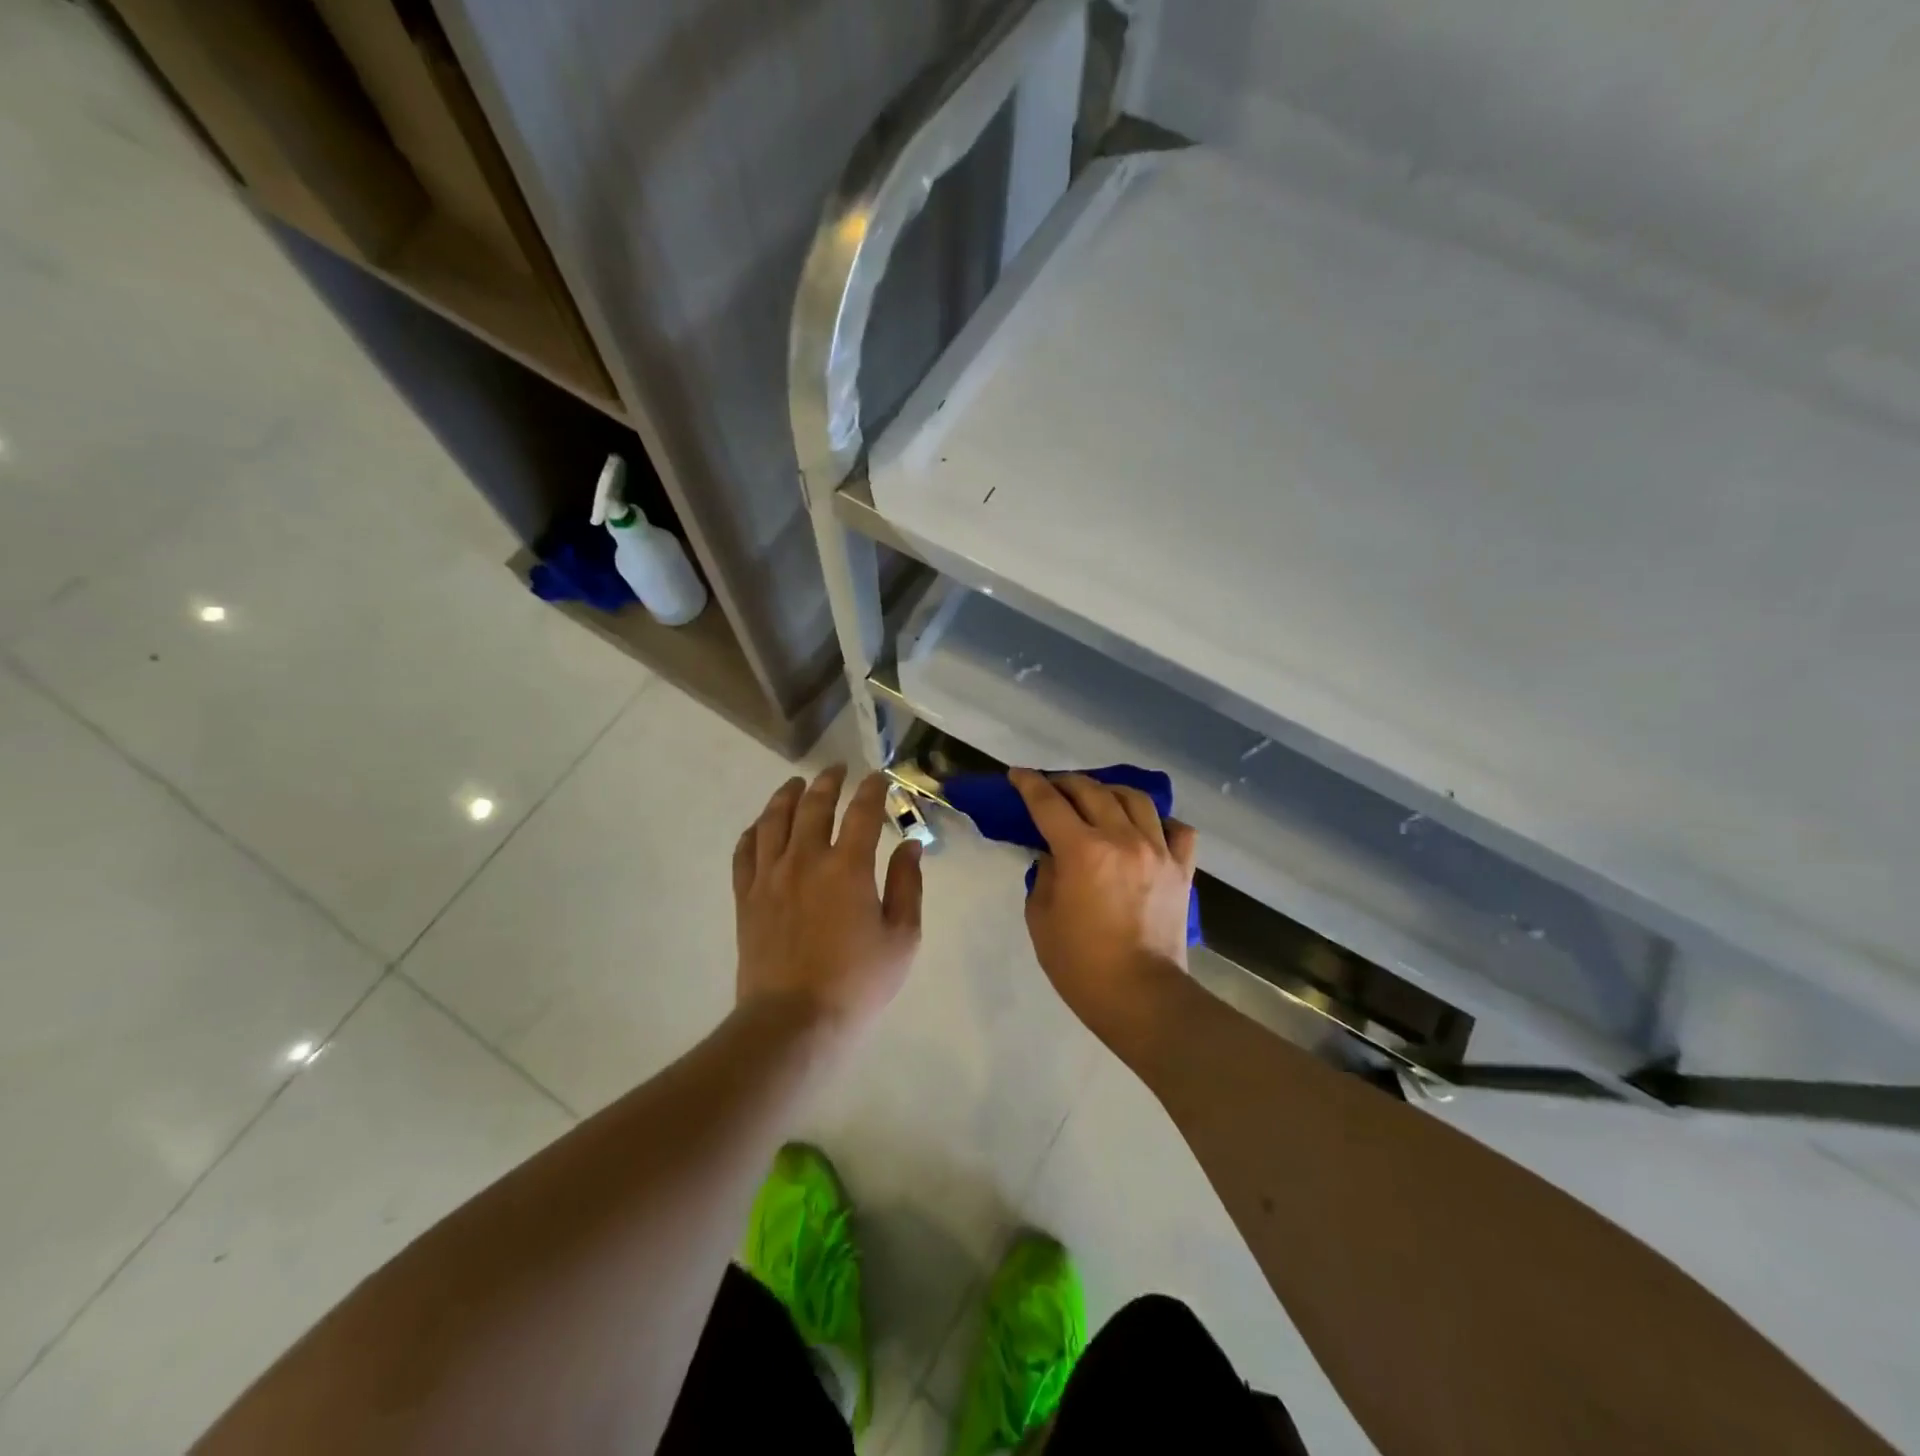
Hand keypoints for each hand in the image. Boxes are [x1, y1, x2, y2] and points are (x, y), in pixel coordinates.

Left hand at [733, 766, 923, 1042]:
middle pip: (814, 805)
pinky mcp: (746, 897)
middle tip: (837, 769)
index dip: (873, 789)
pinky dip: (753, 831)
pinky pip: (744, 852)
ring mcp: (770, 876)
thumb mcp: (902, 938)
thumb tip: (910, 845)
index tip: (879, 777)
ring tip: (796, 784)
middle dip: (828, 781)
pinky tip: (760, 825)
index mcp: (848, 867)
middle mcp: (806, 860)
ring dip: (787, 796)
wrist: (794, 1021)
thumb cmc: (858, 982)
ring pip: (774, 820)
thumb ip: (907, 885)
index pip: (863, 812)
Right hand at [1011, 769, 1196, 1042]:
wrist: (1141, 997)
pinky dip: (1160, 821)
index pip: (1048, 803)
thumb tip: (1054, 853)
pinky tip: (1146, 828)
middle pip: (1092, 791)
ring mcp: (1159, 851)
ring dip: (1110, 792)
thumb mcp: (1041, 917)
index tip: (1017, 775)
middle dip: (1065, 783)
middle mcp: (1123, 839)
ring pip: (1136, 799)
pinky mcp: (1182, 869)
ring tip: (1098, 799)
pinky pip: (1177, 829)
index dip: (1029, 784)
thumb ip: (1045, 874)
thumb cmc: (1080, 964)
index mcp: (1082, 851)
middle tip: (1051, 788)